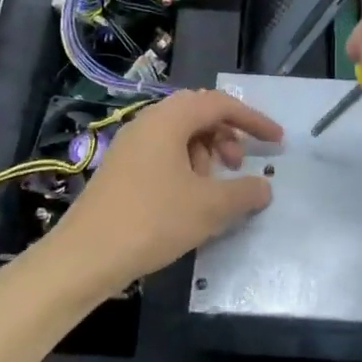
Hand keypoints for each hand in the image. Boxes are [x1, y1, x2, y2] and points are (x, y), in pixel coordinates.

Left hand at [49, 89, 282, 296]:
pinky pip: (162, 153)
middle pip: (198, 114)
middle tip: (238, 164)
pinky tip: (187, 200)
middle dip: (226, 135)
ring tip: (211, 188)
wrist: (85, 257)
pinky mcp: (120, 169)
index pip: (219, 104)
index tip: (276, 142)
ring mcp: (129, 146)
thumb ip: (245, 192)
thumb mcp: (209, 208)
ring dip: (205, 153)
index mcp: (168, 120)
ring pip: (179, 135)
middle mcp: (147, 123)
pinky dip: (184, 167)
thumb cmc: (153, 221)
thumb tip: (264, 187)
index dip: (253, 120)